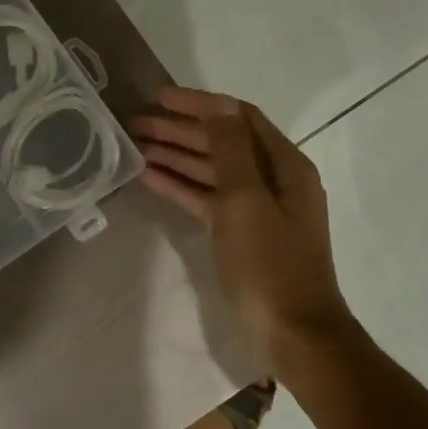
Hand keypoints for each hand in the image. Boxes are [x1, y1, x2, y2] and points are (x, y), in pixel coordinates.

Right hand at [132, 86, 355, 355]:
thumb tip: (218, 104)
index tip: (159, 97)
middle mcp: (273, 179)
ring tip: (135, 148)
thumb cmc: (269, 264)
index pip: (238, 118)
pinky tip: (150, 178)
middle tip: (136, 124)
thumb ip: (230, 149)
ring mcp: (256, 208)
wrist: (292, 331)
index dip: (199, 104)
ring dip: (176, 157)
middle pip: (222, 142)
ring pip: (211, 171)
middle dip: (180, 130)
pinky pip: (207, 199)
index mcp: (284, 165)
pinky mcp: (240, 233)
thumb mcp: (247, 200)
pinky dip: (180, 186)